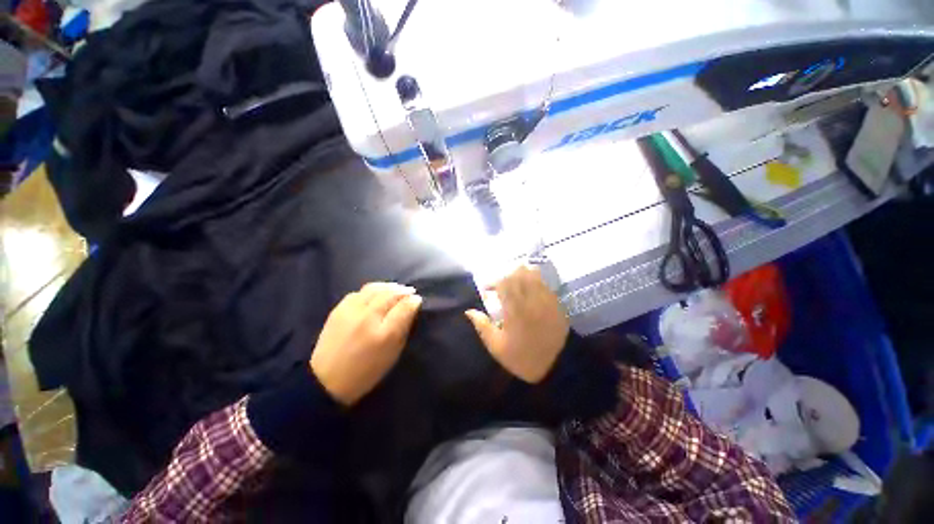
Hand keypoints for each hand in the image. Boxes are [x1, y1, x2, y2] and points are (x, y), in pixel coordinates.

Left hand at [310, 283, 422, 405]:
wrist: (326, 381)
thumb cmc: (366, 371)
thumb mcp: (393, 354)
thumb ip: (404, 328)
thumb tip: (412, 306)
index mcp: (385, 334)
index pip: (404, 307)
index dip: (413, 300)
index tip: (417, 299)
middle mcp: (368, 318)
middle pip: (390, 294)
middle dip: (403, 291)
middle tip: (410, 292)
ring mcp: (351, 311)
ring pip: (374, 288)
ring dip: (388, 287)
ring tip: (395, 289)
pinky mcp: (338, 309)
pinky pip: (359, 292)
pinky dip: (371, 290)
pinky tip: (376, 295)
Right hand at [465, 266, 569, 382]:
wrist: (556, 367)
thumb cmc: (521, 358)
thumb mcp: (496, 347)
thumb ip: (482, 326)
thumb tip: (469, 311)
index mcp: (514, 310)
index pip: (504, 283)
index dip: (493, 282)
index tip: (487, 290)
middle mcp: (531, 300)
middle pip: (518, 273)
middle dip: (506, 275)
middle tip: (500, 286)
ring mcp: (546, 300)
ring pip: (533, 274)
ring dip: (521, 275)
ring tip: (515, 284)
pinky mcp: (556, 303)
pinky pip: (544, 284)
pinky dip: (534, 282)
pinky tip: (529, 291)